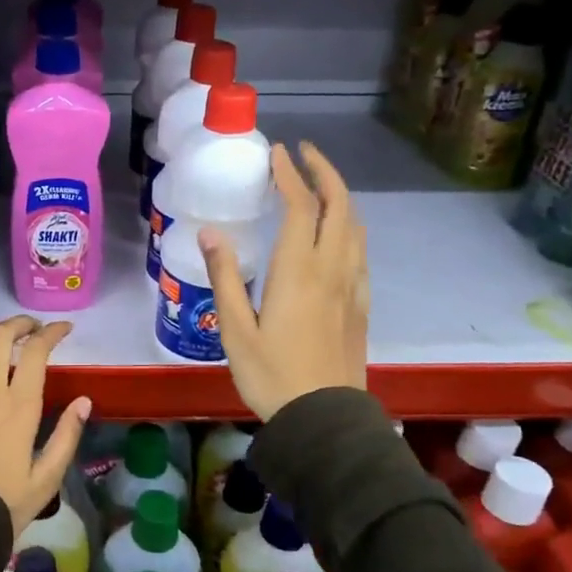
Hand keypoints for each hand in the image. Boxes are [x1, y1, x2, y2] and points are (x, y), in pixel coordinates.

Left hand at [0, 316, 92, 538]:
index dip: (51, 332)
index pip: (36, 352)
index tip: (63, 328)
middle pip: (1, 337)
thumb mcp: (46, 479)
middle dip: (20, 324)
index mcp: (19, 407)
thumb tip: (84, 401)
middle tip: (33, 328)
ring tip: (4, 331)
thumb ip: (66, 436)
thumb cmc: (2, 504)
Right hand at [201, 142, 367, 420]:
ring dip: (339, 196)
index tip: (277, 152)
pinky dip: (349, 226)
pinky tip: (336, 234)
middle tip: (303, 154)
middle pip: (340, 206)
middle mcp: (332, 270)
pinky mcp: (361, 305)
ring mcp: (352, 287)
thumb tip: (211, 233)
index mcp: (299, 272)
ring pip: (356, 226)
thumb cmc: (272, 375)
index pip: (301, 207)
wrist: (324, 419)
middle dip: (324, 172)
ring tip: (318, 186)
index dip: (289, 175)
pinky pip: (360, 251)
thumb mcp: (236, 330)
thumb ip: (225, 278)